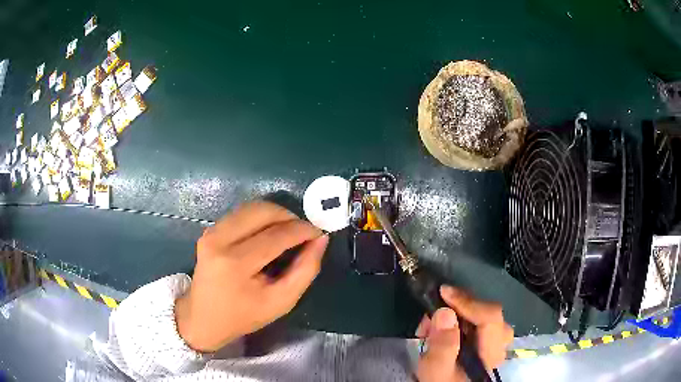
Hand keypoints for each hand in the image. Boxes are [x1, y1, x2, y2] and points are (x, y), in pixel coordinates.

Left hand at [175, 201, 328, 351]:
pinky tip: (268, 233)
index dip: (302, 230)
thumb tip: (321, 240)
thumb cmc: (244, 316)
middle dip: (289, 217)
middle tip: (304, 231)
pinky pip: (241, 214)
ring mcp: (211, 232)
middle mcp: (219, 240)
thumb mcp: (281, 301)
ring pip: (251, 207)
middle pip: (262, 211)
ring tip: (288, 232)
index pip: (276, 235)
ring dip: (275, 215)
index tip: (319, 232)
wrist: (203, 318)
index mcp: (236, 264)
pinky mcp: (209, 230)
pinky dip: (260, 218)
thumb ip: (305, 270)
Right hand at [415, 286, 512, 381]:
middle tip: (432, 313)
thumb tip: (445, 312)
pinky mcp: (485, 344)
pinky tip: (439, 332)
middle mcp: (499, 345)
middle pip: (488, 314)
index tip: (442, 292)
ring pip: (482, 318)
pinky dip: (458, 321)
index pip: (490, 317)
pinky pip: (477, 323)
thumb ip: (442, 347)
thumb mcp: (436, 372)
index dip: (468, 301)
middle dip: (459, 308)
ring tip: (431, 326)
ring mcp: (494, 344)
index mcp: (492, 353)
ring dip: (457, 315)